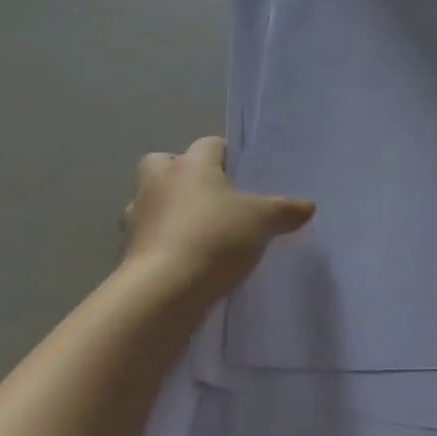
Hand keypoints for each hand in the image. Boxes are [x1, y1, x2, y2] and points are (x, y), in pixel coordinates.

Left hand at [122, 136, 314, 307]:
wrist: (164, 291)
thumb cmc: (216, 237)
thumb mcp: (264, 221)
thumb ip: (286, 210)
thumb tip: (308, 206)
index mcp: (192, 164)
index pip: (210, 144)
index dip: (227, 156)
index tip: (244, 175)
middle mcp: (159, 181)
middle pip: (164, 162)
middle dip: (183, 173)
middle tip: (211, 195)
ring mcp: (139, 215)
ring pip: (152, 198)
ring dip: (169, 208)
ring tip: (198, 229)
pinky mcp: (129, 249)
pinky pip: (149, 234)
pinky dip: (163, 240)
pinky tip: (188, 257)